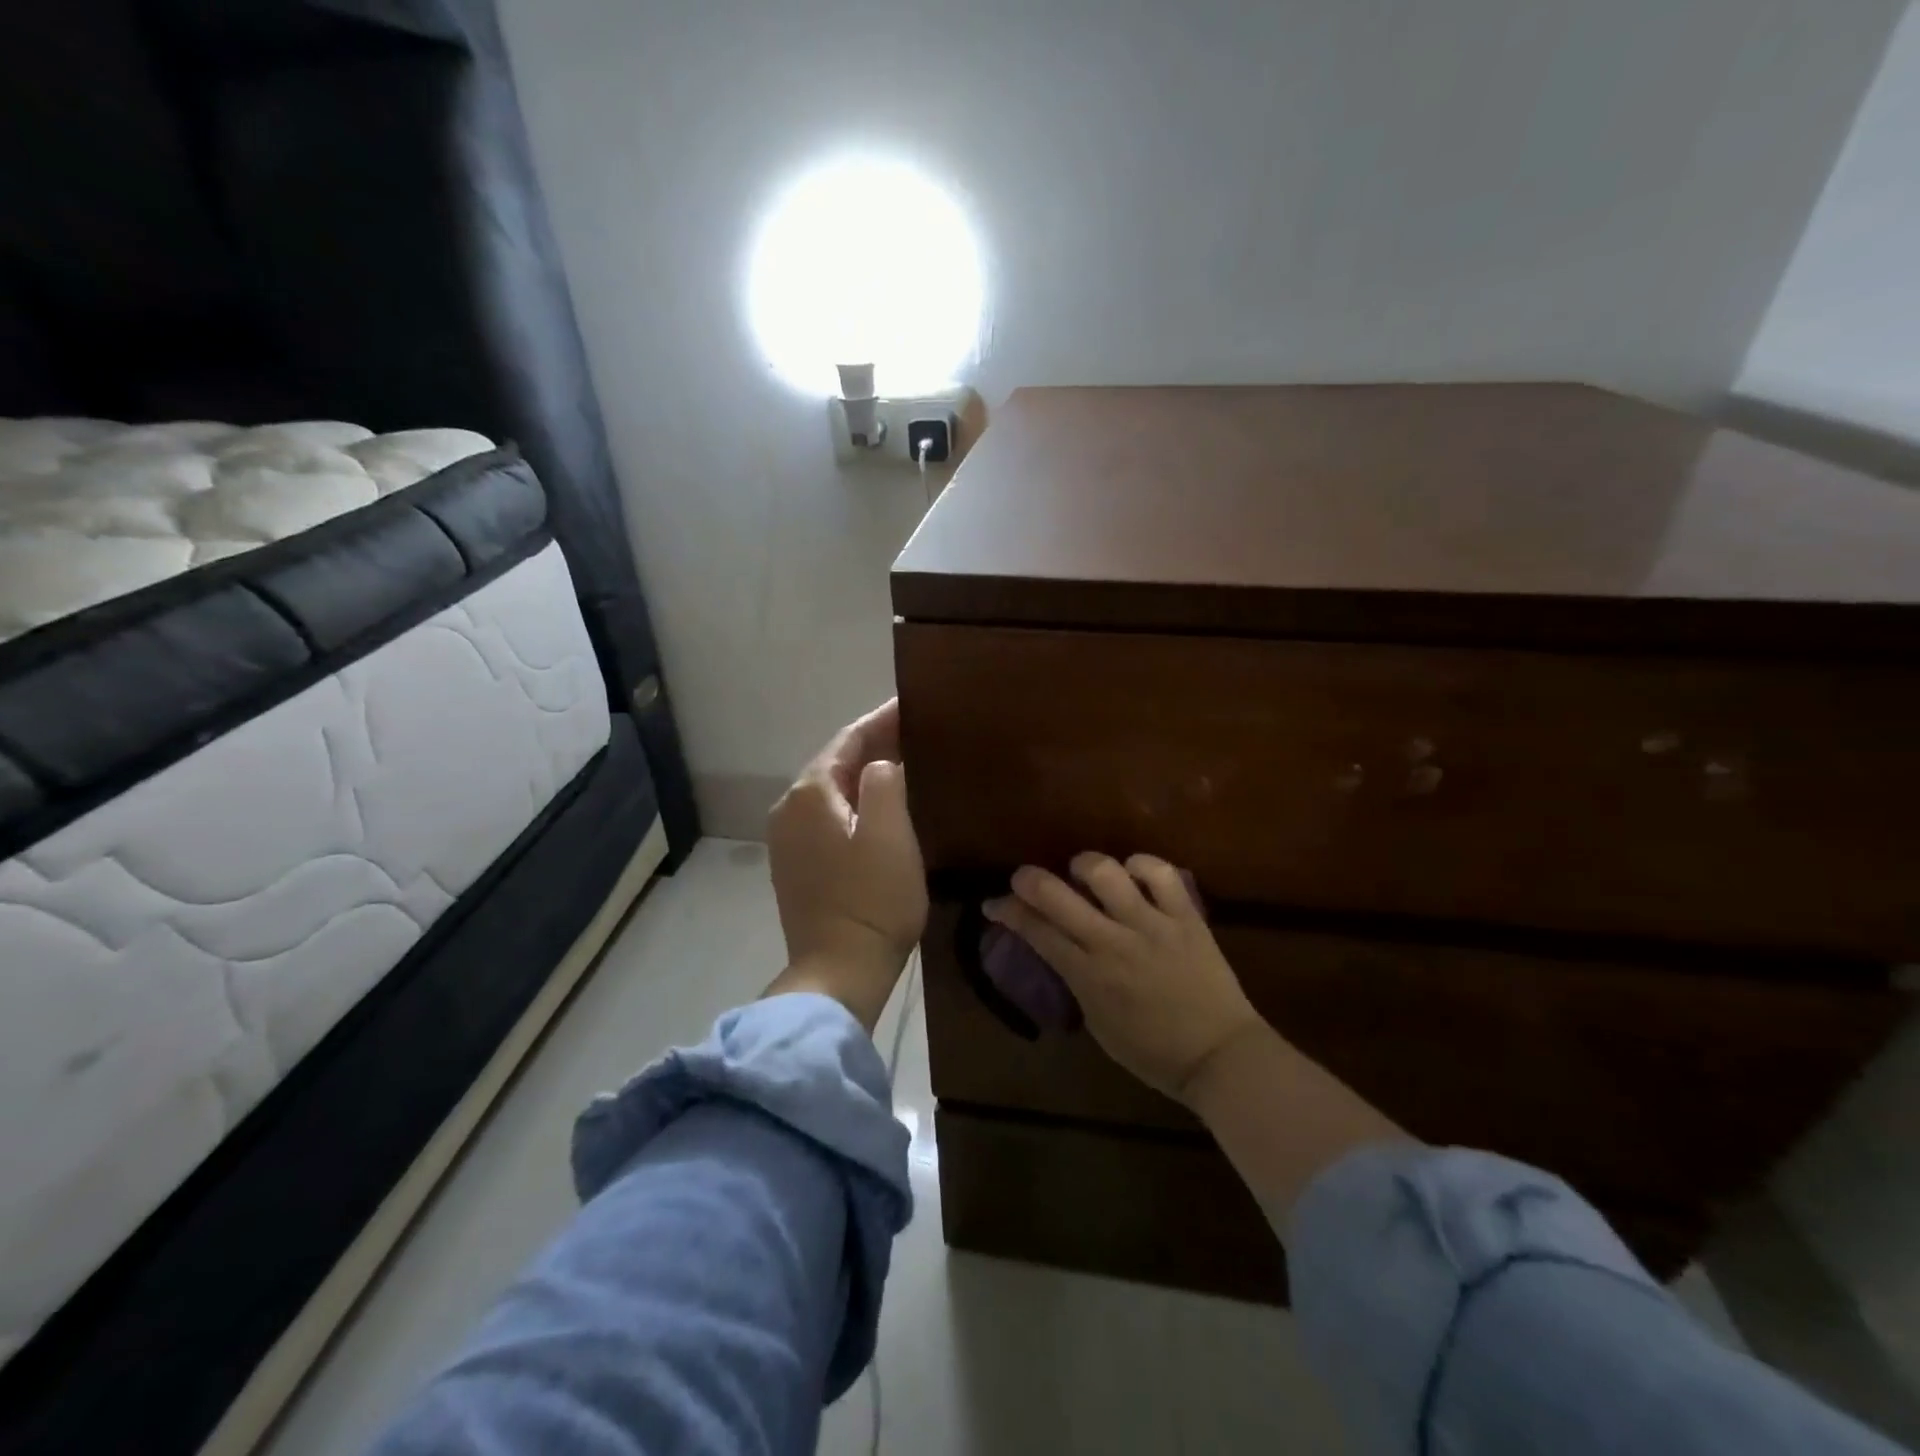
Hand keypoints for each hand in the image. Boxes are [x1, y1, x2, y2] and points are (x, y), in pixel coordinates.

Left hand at [764, 700, 927, 1031]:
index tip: (911, 704)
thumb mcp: (891, 833)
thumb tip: (881, 765)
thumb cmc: (872, 901)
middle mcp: (789, 809)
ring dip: (863, 774)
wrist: (839, 971)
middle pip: (835, 763)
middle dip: (873, 744)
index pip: (848, 740)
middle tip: (914, 731)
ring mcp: (787, 840)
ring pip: (831, 791)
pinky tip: (879, 807)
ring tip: (902, 762)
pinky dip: (853, 802)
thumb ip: (885, 781)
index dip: (881, 720)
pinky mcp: (795, 865)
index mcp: (809, 794)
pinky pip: (827, 816)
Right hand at [984, 853, 1262, 1102]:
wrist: (1220, 1056)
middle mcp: (1113, 942)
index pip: (1035, 930)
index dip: (1007, 912)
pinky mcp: (1186, 916)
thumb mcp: (1098, 1024)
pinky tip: (1132, 872)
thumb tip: (1060, 949)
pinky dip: (1140, 865)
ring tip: (1082, 872)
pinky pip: (1160, 873)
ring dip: (1084, 865)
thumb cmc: (1153, 1052)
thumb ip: (1076, 981)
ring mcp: (1151, 924)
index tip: (994, 904)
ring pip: (1105, 872)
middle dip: (1028, 879)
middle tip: (1023, 879)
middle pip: (1057, 895)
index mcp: (1088, 976)